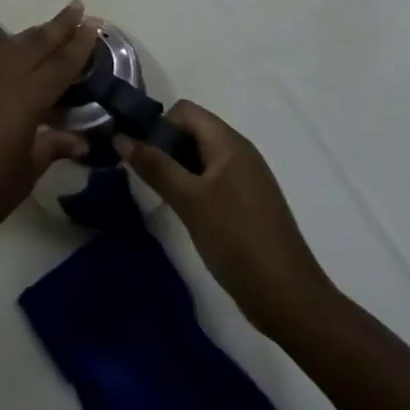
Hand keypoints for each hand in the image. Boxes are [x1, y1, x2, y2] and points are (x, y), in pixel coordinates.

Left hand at [0, 1, 97, 261]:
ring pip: (7, 48)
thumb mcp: (25, 174)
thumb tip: (79, 140)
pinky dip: (7, 54)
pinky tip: (13, 61)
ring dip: (30, 36)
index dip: (77, 46)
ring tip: (49, 29)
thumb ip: (52, 148)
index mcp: (23, 101)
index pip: (57, 66)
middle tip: (76, 8)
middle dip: (56, 26)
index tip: (91, 26)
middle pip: (32, 45)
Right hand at [118, 101, 335, 338]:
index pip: (185, 111)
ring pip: (201, 156)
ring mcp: (246, 178)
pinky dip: (193, 186)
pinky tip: (185, 212)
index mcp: (229, 143)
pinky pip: (213, 178)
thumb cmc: (237, 240)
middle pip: (192, 130)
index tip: (142, 156)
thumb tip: (120, 137)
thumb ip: (155, 166)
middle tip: (147, 178)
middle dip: (165, 147)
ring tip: (162, 196)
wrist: (289, 299)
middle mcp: (240, 152)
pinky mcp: (248, 202)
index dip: (159, 126)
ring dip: (177, 168)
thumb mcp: (189, 201)